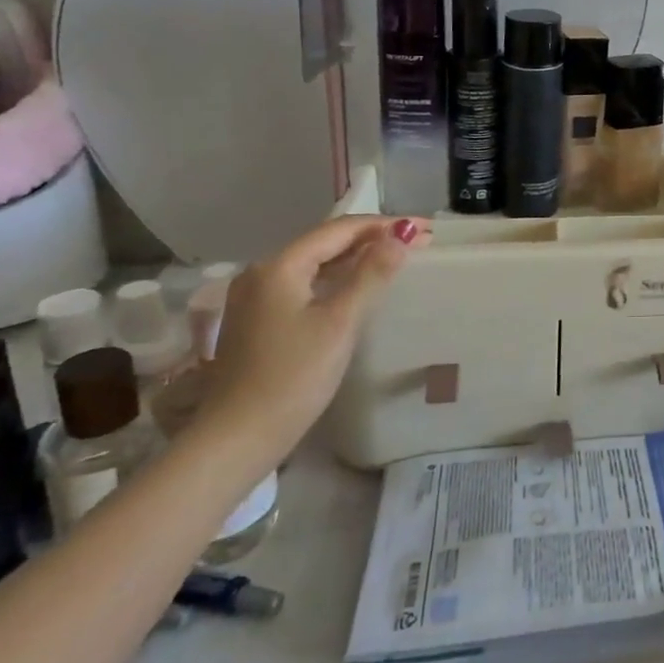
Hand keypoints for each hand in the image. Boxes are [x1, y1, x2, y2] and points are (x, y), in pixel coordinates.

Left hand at [191, 215, 424, 461]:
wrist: (237, 438)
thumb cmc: (293, 377)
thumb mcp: (339, 323)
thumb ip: (371, 275)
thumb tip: (402, 235)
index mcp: (279, 266)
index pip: (340, 230)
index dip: (385, 224)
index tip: (426, 229)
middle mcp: (262, 272)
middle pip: (326, 242)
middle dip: (373, 238)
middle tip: (418, 242)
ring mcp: (256, 297)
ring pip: (315, 263)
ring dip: (356, 258)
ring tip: (396, 258)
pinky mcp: (258, 320)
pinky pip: (305, 284)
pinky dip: (336, 278)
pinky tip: (358, 287)